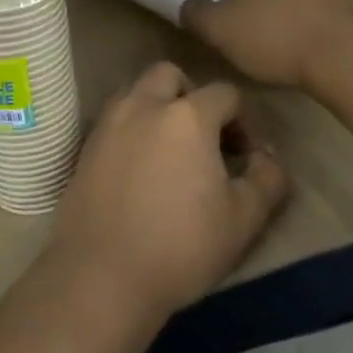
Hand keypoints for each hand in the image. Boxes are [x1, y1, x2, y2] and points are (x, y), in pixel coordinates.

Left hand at [52, 62, 289, 319]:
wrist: (101, 276)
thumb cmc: (180, 246)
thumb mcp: (243, 219)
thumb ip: (267, 179)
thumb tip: (267, 157)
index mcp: (187, 116)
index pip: (225, 93)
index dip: (243, 120)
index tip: (245, 156)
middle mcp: (143, 106)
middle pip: (170, 75)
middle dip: (192, 96)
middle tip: (204, 137)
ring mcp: (108, 125)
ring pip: (136, 92)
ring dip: (156, 106)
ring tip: (169, 149)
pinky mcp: (85, 148)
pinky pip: (113, 120)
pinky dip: (130, 128)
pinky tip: (138, 167)